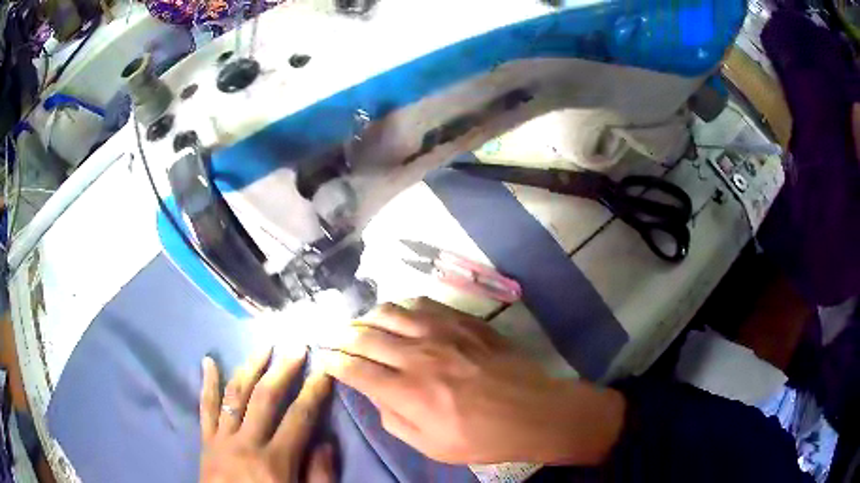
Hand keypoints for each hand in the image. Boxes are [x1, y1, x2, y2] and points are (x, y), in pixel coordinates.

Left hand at [199, 348, 333, 482]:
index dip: (314, 391)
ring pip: (234, 395)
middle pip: (265, 398)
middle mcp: (246, 443)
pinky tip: (208, 361)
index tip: (325, 369)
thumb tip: (325, 441)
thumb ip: (319, 475)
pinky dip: (207, 384)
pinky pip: (205, 408)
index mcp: (275, 462)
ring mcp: (222, 439)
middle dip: (283, 369)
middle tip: (296, 347)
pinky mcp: (206, 441)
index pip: (299, 417)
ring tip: (263, 346)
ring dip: (249, 367)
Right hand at [323, 298, 625, 465]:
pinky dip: (403, 306)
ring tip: (363, 324)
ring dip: (368, 317)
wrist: (533, 411)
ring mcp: (442, 332)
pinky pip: (423, 303)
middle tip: (336, 339)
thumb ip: (393, 419)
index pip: (354, 369)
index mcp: (407, 392)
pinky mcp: (463, 321)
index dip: (333, 362)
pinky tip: (400, 313)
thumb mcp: (431, 445)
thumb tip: (374, 394)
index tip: (324, 359)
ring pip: (390, 312)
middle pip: (365, 335)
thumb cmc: (482, 437)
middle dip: (343, 336)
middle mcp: (417, 356)